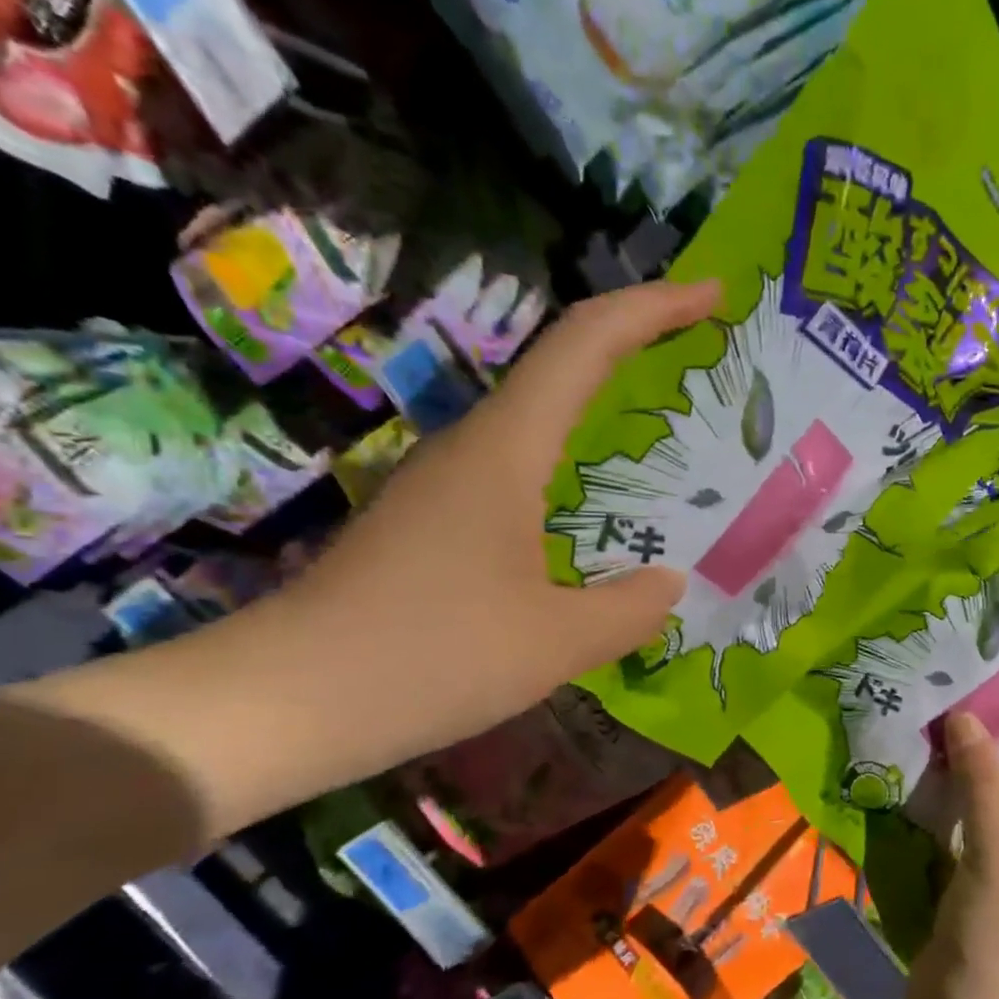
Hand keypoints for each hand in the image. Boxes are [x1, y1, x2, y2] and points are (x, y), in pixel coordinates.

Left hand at [285, 280, 716, 741]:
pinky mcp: (434, 524)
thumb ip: (631, 608)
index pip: (585, 343)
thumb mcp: (557, 642)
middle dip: (638, 353)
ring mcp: (446, 485)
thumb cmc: (429, 657)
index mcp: (505, 450)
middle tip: (707, 371)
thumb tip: (668, 582)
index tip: (712, 296)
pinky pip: (521, 475)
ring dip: (607, 416)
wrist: (285, 702)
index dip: (653, 308)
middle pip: (563, 368)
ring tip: (674, 448)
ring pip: (541, 425)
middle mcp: (473, 448)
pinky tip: (601, 521)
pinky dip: (576, 475)